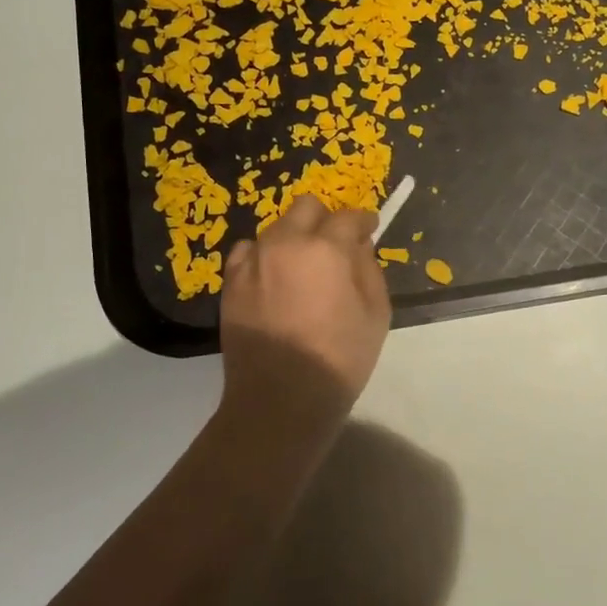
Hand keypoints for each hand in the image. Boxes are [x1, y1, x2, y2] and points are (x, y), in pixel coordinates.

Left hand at [218, 194, 391, 439]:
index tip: (368, 230)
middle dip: (325, 218)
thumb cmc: (339, 358)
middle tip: (335, 243)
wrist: (280, 398)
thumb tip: (358, 246)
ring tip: (302, 265)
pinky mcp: (230, 281)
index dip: (363, 221)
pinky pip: (247, 252)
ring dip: (294, 237)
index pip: (348, 217)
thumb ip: (368, 269)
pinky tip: (273, 277)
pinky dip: (263, 256)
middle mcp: (285, 243)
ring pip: (275, 228)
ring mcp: (252, 260)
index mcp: (326, 248)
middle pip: (306, 207)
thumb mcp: (376, 314)